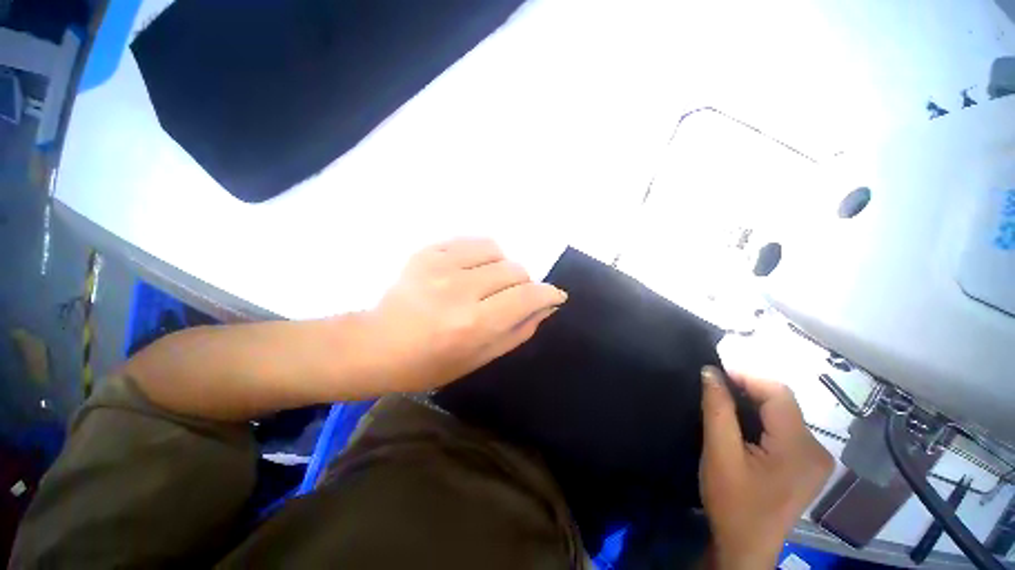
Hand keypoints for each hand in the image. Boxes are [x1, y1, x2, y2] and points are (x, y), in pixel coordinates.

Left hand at [363, 238, 566, 392]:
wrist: (376, 344)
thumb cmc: (430, 363)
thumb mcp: (480, 358)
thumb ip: (518, 331)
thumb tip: (546, 306)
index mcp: (474, 324)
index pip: (528, 296)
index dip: (548, 293)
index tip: (554, 295)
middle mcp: (461, 290)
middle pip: (515, 270)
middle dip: (522, 285)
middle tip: (508, 298)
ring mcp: (441, 265)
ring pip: (497, 251)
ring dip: (501, 268)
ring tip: (487, 283)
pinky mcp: (427, 252)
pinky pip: (472, 242)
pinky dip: (481, 255)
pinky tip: (469, 271)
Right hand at [699, 367, 833, 568]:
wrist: (745, 547)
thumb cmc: (732, 502)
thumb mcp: (719, 453)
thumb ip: (717, 409)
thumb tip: (710, 372)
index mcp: (800, 448)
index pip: (778, 393)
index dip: (746, 377)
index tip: (714, 374)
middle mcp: (816, 449)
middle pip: (783, 402)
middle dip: (748, 390)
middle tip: (715, 389)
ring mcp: (815, 459)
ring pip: (783, 414)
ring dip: (753, 403)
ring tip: (724, 403)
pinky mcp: (807, 465)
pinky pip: (784, 428)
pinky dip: (761, 419)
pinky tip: (742, 425)